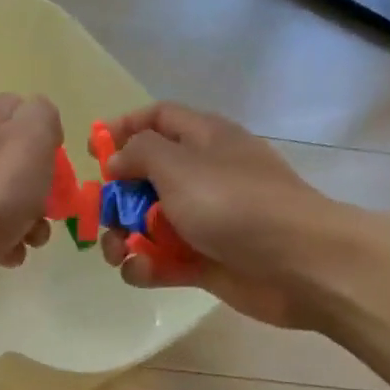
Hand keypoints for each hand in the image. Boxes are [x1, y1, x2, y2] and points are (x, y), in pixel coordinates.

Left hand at [0, 94, 60, 306]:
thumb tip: (41, 126)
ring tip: (30, 242)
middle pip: (17, 165)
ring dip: (26, 223)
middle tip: (47, 212)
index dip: (47, 140)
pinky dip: (2, 243)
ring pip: (4, 201)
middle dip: (41, 192)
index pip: (24, 114)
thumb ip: (44, 119)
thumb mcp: (32, 137)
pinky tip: (6, 256)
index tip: (58, 168)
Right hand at [96, 102, 361, 328]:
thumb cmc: (235, 204)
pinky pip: (162, 260)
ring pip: (148, 224)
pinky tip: (141, 271)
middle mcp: (203, 175)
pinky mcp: (204, 261)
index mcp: (204, 139)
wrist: (298, 264)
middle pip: (145, 178)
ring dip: (124, 238)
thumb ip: (139, 154)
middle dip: (116, 198)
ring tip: (117, 253)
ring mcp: (204, 221)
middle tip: (101, 216)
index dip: (123, 128)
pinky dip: (146, 266)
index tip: (92, 152)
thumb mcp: (179, 166)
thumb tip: (117, 161)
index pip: (158, 118)